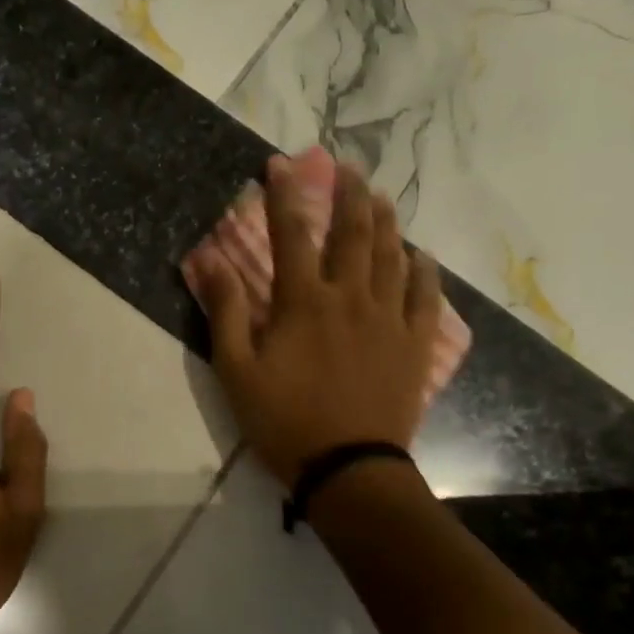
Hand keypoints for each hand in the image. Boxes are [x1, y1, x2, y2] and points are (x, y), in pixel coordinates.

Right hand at [186, 157, 442, 488]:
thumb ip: (226, 311)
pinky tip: (422, 256)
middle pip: (353, 234)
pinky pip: (426, 298)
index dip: (284, 196)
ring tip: (381, 197)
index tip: (280, 165)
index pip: (291, 235)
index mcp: (304, 302)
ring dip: (386, 222)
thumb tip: (208, 259)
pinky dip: (424, 272)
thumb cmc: (284, 421)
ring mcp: (388, 319)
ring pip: (392, 257)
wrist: (348, 468)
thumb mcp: (237, 370)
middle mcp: (350, 298)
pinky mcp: (414, 345)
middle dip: (348, 195)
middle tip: (348, 167)